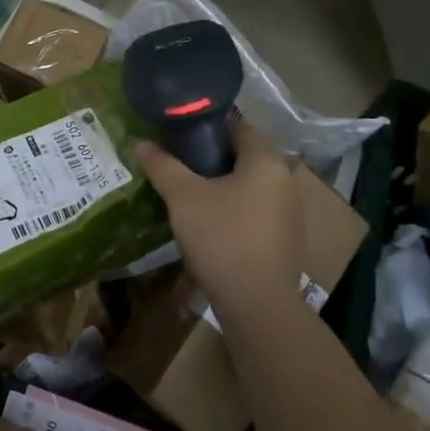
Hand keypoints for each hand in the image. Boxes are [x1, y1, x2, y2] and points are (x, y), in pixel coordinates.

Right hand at [134, 121, 302, 319]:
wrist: (257, 305)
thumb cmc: (221, 238)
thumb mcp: (183, 197)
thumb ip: (162, 166)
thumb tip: (139, 142)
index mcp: (266, 161)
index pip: (237, 126)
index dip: (206, 125)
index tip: (177, 132)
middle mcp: (285, 181)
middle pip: (243, 156)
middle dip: (210, 157)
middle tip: (176, 163)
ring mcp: (289, 213)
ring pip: (249, 186)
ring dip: (222, 185)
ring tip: (187, 193)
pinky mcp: (285, 240)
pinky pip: (255, 211)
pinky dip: (233, 209)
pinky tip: (208, 223)